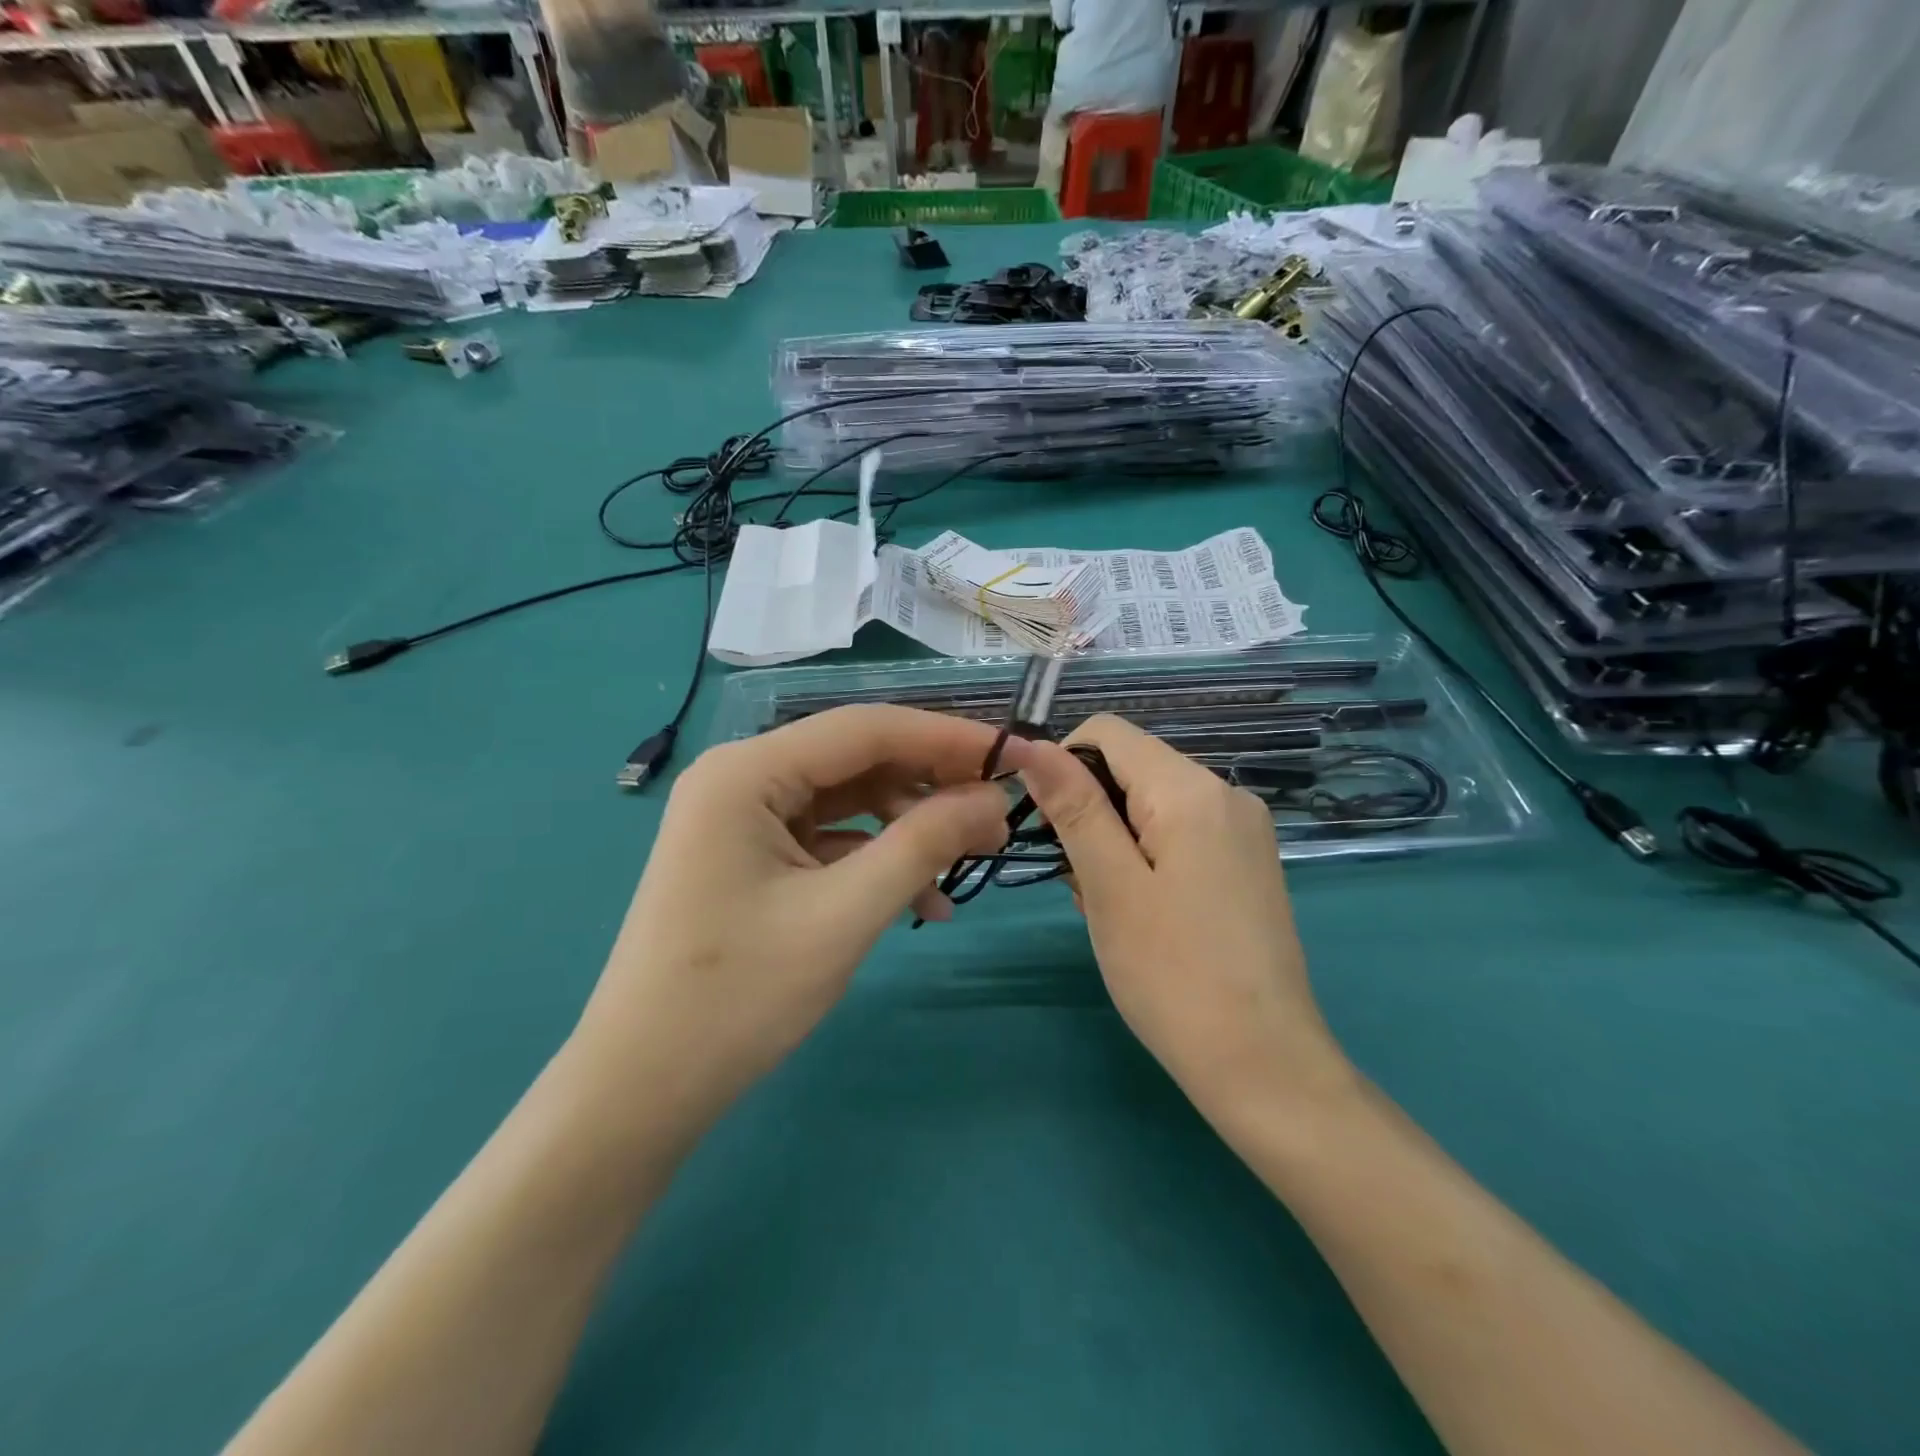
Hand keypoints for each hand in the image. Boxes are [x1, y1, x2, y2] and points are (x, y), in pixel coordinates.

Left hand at [568, 706, 1028, 1127]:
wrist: (641, 1088)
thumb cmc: (738, 997)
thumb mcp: (845, 915)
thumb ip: (924, 845)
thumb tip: (992, 799)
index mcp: (747, 771)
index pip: (866, 729)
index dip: (946, 738)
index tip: (1013, 755)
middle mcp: (741, 778)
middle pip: (858, 760)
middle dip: (931, 786)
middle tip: (997, 818)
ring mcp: (743, 819)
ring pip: (849, 800)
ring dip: (909, 828)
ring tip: (966, 863)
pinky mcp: (751, 857)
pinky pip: (829, 839)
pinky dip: (876, 860)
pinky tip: (921, 901)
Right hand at [1018, 715, 1351, 1125]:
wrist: (1264, 1064)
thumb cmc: (1172, 975)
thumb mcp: (1109, 885)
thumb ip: (1073, 806)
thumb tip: (1032, 746)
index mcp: (1191, 789)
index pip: (1107, 732)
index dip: (1062, 764)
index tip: (1044, 824)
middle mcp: (1226, 793)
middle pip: (1132, 766)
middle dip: (1089, 809)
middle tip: (1079, 881)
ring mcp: (1244, 829)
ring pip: (1152, 803)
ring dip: (1114, 837)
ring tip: (1108, 904)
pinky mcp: (1248, 862)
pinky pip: (1180, 832)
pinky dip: (1146, 855)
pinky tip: (1143, 910)